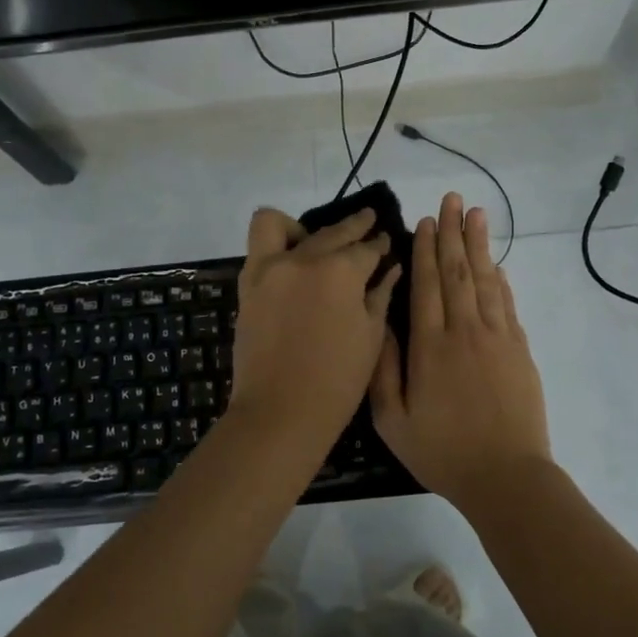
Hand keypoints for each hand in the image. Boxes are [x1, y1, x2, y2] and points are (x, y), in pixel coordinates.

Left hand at [229, 206, 401, 445]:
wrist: (281, 412)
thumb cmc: (337, 382)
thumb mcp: (370, 337)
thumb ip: (380, 295)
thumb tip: (389, 268)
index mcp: (341, 272)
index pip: (367, 248)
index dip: (380, 246)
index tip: (386, 243)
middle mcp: (304, 259)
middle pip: (332, 232)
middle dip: (355, 227)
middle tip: (369, 224)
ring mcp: (269, 268)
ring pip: (283, 225)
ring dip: (303, 227)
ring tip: (316, 242)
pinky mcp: (247, 284)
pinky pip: (259, 246)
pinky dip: (276, 244)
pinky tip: (292, 260)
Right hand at [370, 192, 551, 509]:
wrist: (506, 477)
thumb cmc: (442, 451)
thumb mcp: (393, 420)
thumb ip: (383, 369)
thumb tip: (379, 324)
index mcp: (430, 346)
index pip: (427, 286)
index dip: (425, 250)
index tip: (425, 220)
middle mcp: (464, 332)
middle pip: (457, 272)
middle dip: (452, 233)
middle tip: (452, 199)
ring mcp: (497, 338)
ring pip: (485, 281)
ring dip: (479, 245)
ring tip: (476, 214)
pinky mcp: (519, 351)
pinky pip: (507, 305)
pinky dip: (500, 281)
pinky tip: (496, 265)